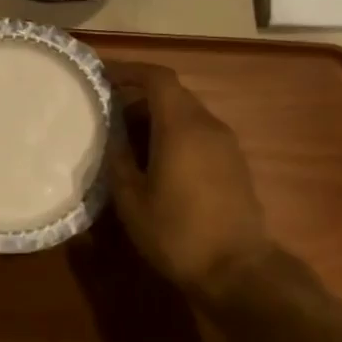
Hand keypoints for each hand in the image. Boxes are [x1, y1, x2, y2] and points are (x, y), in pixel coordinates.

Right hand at [106, 63, 278, 306]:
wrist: (238, 271)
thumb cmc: (177, 233)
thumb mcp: (132, 200)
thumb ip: (119, 159)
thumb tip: (113, 136)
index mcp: (181, 127)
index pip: (158, 78)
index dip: (129, 71)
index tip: (103, 77)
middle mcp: (208, 126)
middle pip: (172, 93)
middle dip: (138, 96)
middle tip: (108, 113)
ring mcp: (226, 144)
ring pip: (187, 113)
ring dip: (156, 117)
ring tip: (127, 139)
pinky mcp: (234, 164)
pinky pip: (199, 133)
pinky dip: (175, 133)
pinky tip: (156, 161)